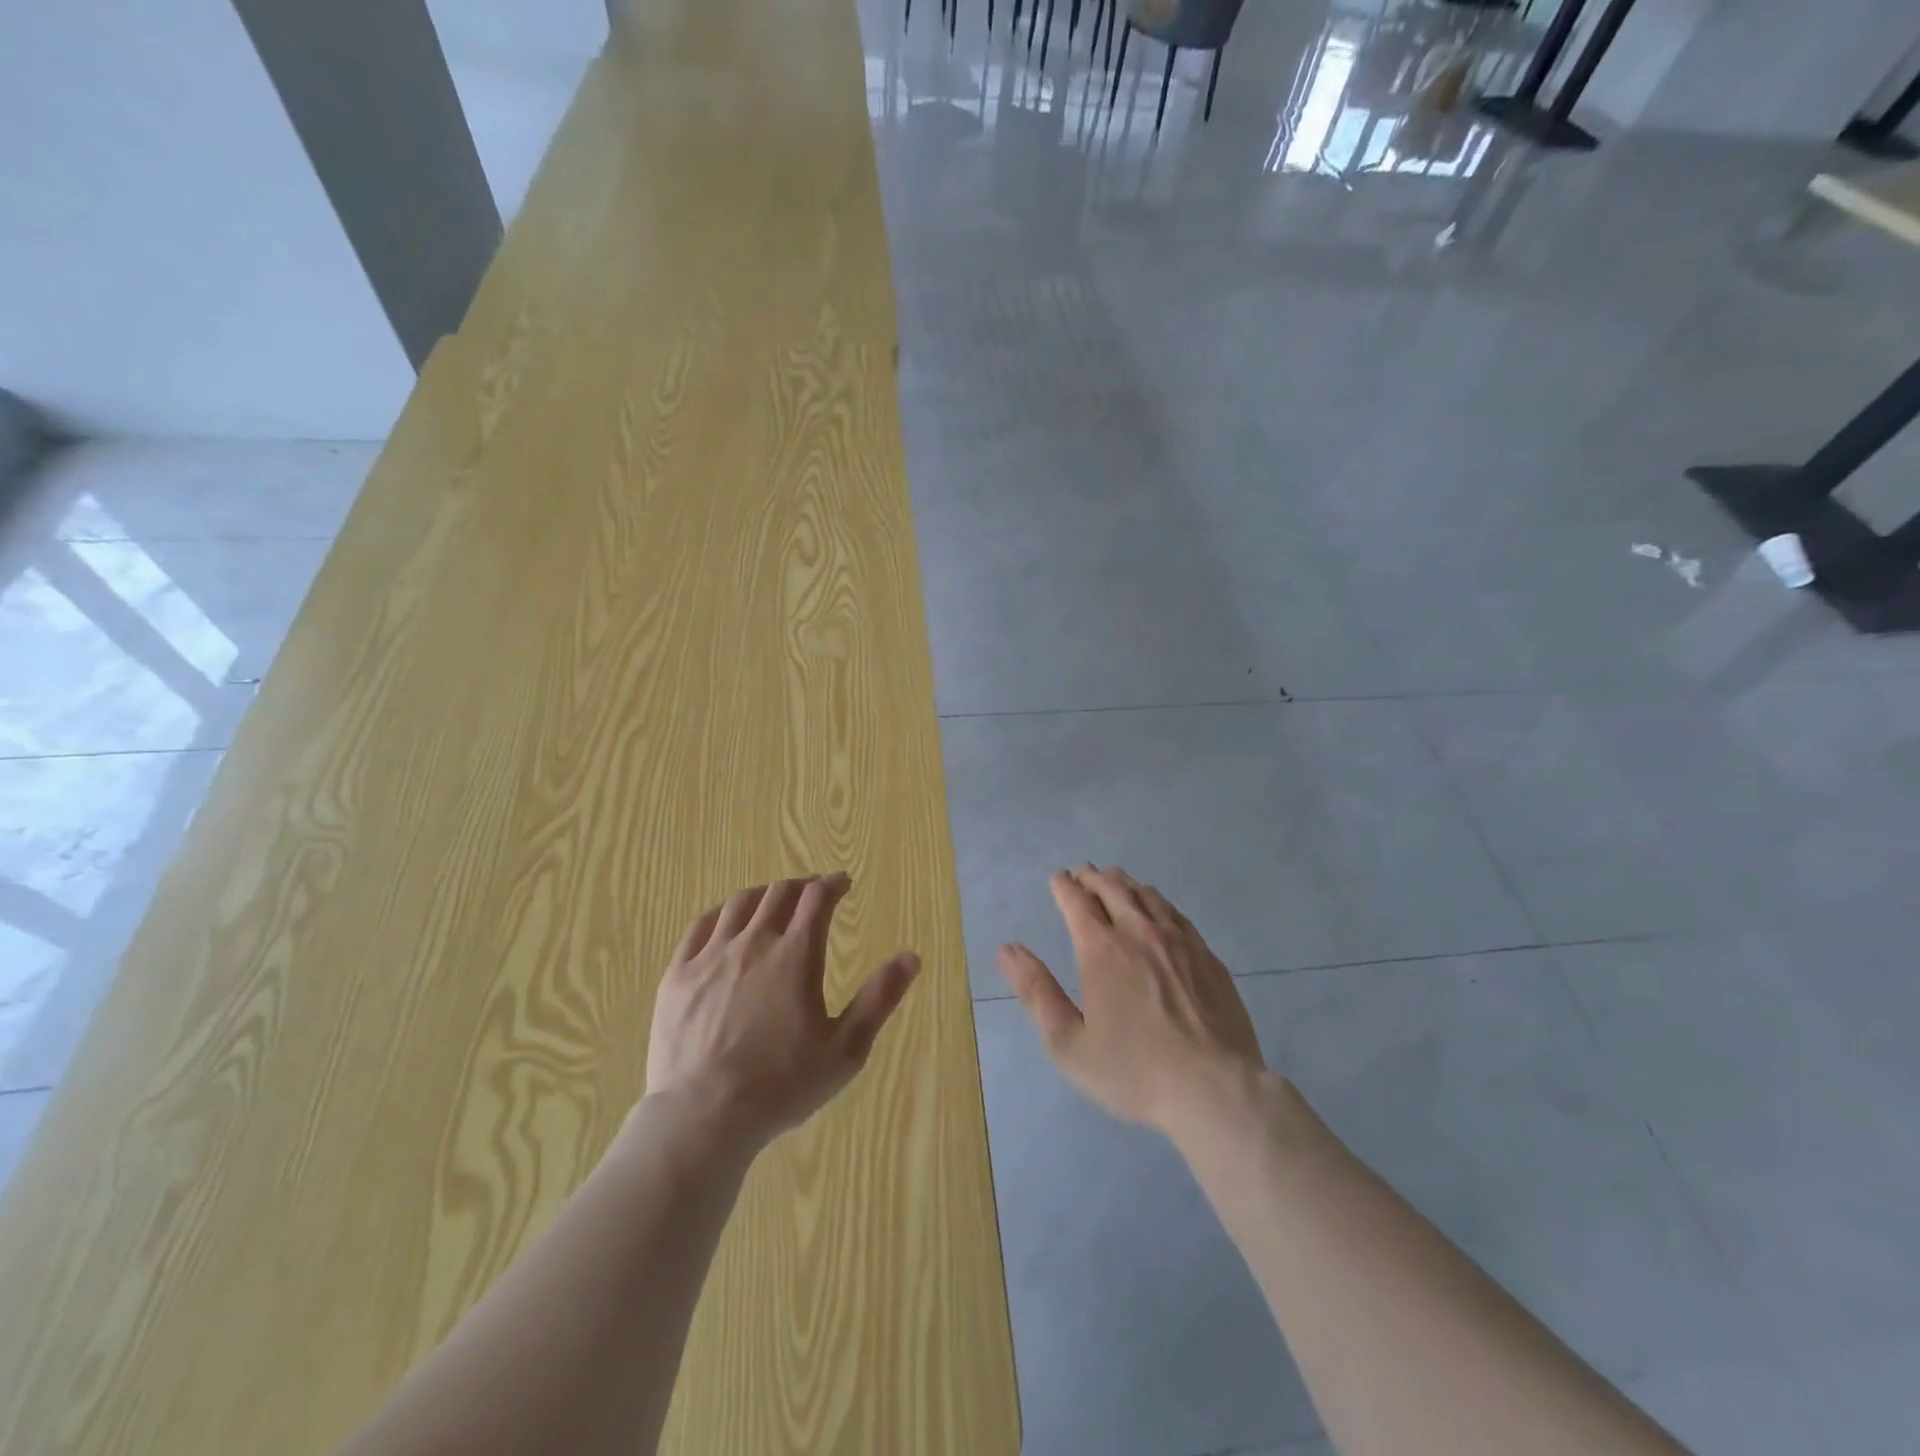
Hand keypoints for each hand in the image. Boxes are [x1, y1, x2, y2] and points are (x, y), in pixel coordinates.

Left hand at [644, 874, 919, 1153]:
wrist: (702, 1116)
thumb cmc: (781, 1085)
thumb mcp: (845, 1049)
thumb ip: (879, 998)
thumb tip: (911, 957)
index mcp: (795, 956)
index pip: (816, 899)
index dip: (832, 884)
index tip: (842, 883)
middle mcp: (753, 943)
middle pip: (778, 893)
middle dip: (801, 886)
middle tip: (812, 893)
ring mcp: (710, 956)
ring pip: (739, 904)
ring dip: (763, 894)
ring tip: (773, 900)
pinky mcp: (677, 975)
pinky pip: (699, 926)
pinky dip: (720, 913)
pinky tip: (725, 920)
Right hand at [998, 866, 1264, 1137]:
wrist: (1214, 1089)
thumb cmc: (1133, 1071)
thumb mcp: (1068, 1042)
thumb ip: (1036, 991)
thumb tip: (1007, 949)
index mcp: (1101, 950)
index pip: (1077, 901)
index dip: (1064, 886)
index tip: (1058, 879)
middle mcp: (1139, 932)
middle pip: (1113, 888)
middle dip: (1092, 877)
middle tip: (1082, 873)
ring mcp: (1179, 941)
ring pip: (1147, 895)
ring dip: (1125, 883)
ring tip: (1115, 881)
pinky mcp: (1208, 956)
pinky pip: (1176, 914)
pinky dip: (1157, 901)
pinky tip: (1157, 909)